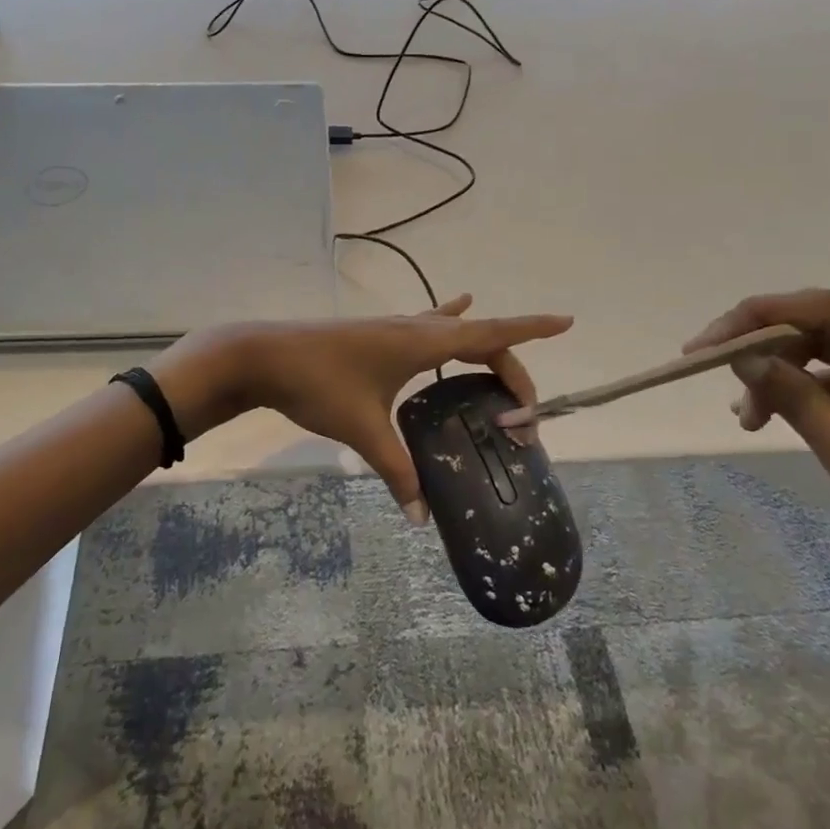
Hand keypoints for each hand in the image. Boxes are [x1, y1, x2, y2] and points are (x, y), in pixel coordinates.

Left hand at [158, 296, 571, 522]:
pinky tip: (453, 308)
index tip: (566, 322)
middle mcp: (414, 328)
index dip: (530, 330)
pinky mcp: (376, 335)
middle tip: (524, 410)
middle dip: (509, 367)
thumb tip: (422, 520)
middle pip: (478, 338)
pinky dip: (448, 320)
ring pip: (453, 329)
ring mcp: (394, 327)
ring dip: (481, 345)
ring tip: (502, 367)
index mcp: (421, 343)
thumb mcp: (363, 431)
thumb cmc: (318, 385)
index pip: (490, 334)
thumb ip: (397, 473)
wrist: (263, 356)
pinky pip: (426, 324)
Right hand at [687, 289, 829, 682]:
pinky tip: (772, 414)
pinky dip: (806, 391)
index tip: (706, 345)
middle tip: (716, 377)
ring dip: (783, 373)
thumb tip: (743, 358)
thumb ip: (801, 403)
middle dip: (767, 348)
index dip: (761, 317)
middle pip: (829, 326)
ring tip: (746, 416)